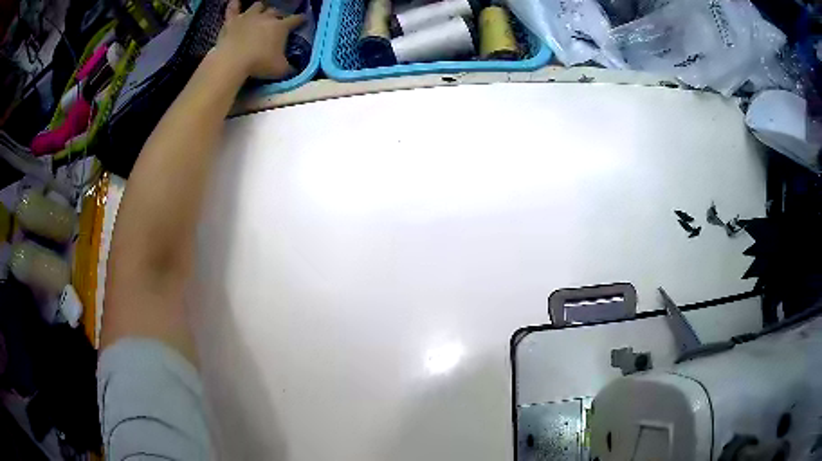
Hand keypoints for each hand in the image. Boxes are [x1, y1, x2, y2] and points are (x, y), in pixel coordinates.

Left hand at [215, 0, 305, 78]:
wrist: (232, 62)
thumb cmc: (259, 64)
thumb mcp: (280, 70)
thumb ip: (289, 68)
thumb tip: (294, 69)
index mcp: (281, 27)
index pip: (296, 19)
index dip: (301, 19)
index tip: (303, 20)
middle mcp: (266, 17)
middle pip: (276, 11)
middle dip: (278, 15)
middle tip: (277, 21)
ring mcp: (248, 17)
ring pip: (258, 5)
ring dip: (260, 8)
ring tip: (260, 13)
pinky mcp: (231, 21)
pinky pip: (233, 8)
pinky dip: (234, 5)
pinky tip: (235, 3)